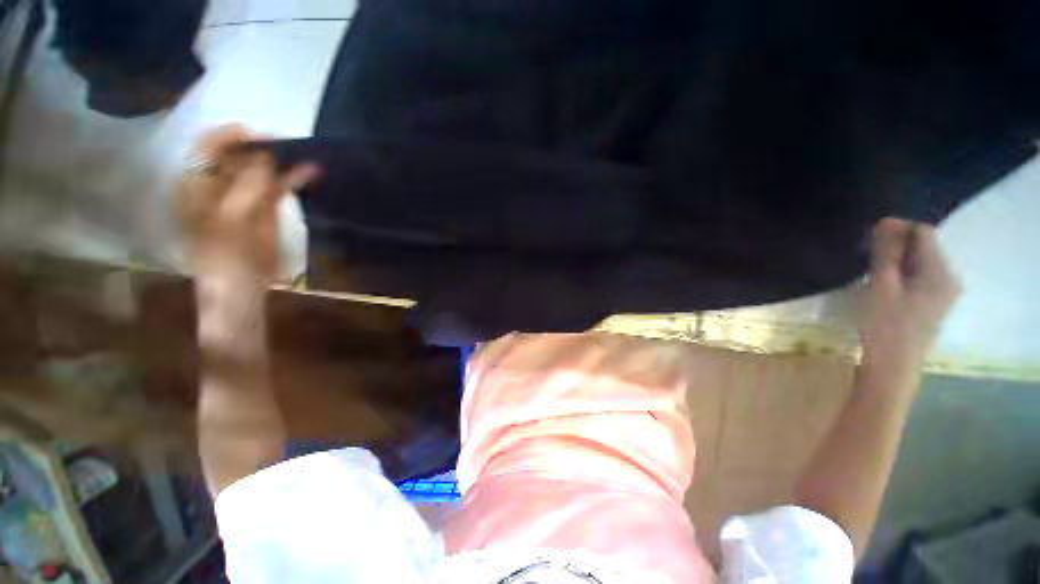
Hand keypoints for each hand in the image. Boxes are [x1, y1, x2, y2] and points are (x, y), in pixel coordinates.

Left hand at [177, 125, 318, 285]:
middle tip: (289, 145)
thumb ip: (246, 187)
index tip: (263, 137)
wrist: (241, 288)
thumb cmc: (225, 258)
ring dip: (283, 161)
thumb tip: (266, 158)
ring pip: (263, 169)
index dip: (232, 137)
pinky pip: (280, 186)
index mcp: (196, 183)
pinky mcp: (266, 207)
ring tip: (304, 154)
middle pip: (238, 154)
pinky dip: (294, 178)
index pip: (209, 146)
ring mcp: (244, 195)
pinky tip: (311, 171)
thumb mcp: (231, 221)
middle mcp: (218, 183)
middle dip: (263, 146)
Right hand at [861, 218, 961, 367]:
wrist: (893, 368)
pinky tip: (884, 286)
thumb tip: (886, 221)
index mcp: (941, 273)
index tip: (870, 240)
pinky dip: (901, 274)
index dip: (898, 230)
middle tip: (867, 258)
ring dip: (897, 262)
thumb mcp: (883, 287)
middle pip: (924, 247)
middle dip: (897, 247)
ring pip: (919, 262)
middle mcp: (948, 278)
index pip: (924, 233)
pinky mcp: (933, 302)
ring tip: (873, 274)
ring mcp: (943, 292)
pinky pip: (918, 276)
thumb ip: (887, 254)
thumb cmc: (886, 327)